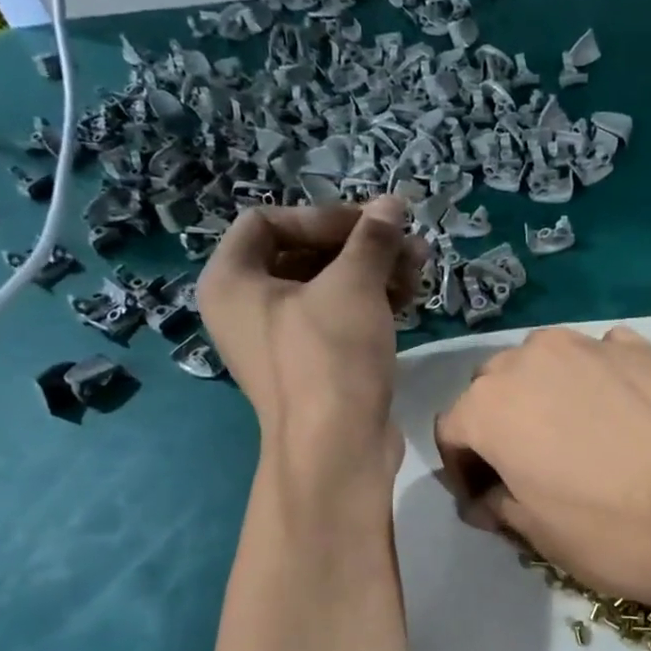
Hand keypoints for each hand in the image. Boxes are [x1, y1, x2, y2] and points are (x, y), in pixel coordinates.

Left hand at [198, 196, 422, 478]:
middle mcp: (246, 309)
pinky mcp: (313, 367)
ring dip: (372, 272)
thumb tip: (393, 203)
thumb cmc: (330, 355)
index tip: (369, 226)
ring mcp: (280, 342)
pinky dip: (370, 304)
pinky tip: (409, 297)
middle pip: (302, 254)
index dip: (321, 215)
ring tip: (419, 266)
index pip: (267, 221)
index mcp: (231, 281)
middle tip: (406, 242)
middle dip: (358, 245)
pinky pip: (337, 320)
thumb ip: (372, 238)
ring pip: (327, 288)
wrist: (337, 448)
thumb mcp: (353, 285)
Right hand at [434, 326, 650, 613]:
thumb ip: (500, 503)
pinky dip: (596, 381)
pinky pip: (599, 358)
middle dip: (499, 426)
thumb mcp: (538, 533)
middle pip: (494, 388)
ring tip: (572, 438)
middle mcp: (532, 359)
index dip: (462, 469)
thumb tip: (490, 496)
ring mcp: (591, 345)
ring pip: (545, 365)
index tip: (484, 500)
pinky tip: (619, 414)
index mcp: (490, 406)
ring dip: (544, 397)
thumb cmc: (614, 532)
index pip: (451, 430)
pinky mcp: (643, 349)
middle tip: (524, 469)